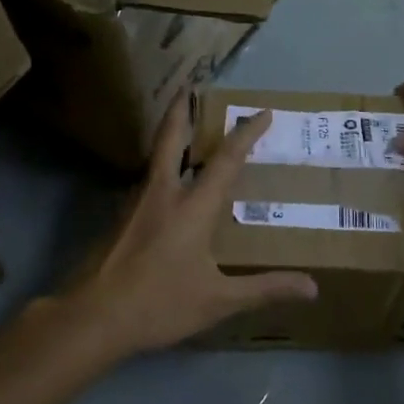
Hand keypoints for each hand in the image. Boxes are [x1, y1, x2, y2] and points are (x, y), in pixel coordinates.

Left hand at [72, 103, 317, 357]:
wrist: (92, 317)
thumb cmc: (159, 304)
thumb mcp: (217, 301)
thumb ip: (264, 289)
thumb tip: (312, 287)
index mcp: (192, 206)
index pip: (225, 159)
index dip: (246, 134)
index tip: (263, 112)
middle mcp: (162, 193)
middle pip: (171, 137)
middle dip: (181, 109)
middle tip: (189, 86)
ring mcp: (135, 203)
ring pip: (155, 157)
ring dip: (170, 136)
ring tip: (184, 130)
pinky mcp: (119, 218)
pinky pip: (147, 180)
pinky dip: (161, 167)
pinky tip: (166, 185)